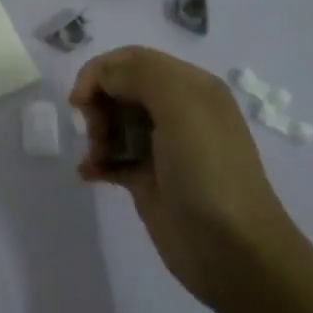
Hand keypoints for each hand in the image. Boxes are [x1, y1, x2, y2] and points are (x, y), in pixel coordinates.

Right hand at [69, 46, 302, 309]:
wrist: (233, 252)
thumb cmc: (208, 172)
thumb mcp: (182, 106)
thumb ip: (139, 74)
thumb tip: (100, 81)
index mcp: (190, 86)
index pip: (132, 61)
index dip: (100, 73)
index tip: (79, 102)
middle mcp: (178, 111)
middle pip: (119, 89)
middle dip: (98, 106)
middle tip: (97, 134)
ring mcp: (163, 148)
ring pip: (113, 123)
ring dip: (96, 135)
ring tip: (98, 160)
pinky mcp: (149, 180)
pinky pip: (113, 158)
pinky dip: (97, 161)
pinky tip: (90, 174)